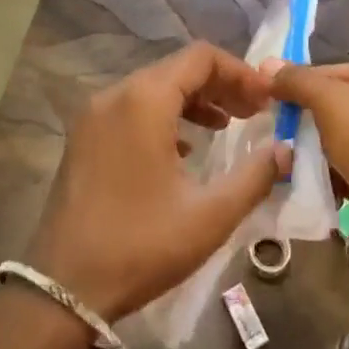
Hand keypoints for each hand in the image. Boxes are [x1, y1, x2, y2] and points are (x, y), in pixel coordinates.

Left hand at [24, 42, 290, 321]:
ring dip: (194, 100)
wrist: (62, 290)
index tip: (266, 100)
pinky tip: (184, 149)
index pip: (201, 58)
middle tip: (254, 113)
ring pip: (154, 88)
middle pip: (177, 69)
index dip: (240, 72)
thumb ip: (255, 176)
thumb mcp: (210, 215)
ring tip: (227, 127)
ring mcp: (93, 116)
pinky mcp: (83, 138)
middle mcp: (115, 95)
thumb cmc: (141, 246)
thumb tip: (285, 150)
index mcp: (144, 100)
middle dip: (220, 85)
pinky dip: (164, 116)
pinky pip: (132, 108)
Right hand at [266, 57, 348, 282]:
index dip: (297, 85)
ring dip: (312, 151)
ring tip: (281, 161)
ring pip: (340, 138)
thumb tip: (266, 65)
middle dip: (304, 122)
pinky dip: (328, 175)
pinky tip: (302, 183)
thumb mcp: (336, 106)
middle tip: (270, 133)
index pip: (334, 71)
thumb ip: (300, 82)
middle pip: (337, 104)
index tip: (263, 102)